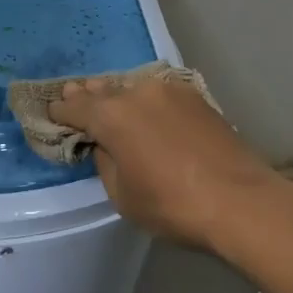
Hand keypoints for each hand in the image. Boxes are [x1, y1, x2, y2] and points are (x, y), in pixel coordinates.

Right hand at [47, 75, 292, 251]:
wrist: (241, 201)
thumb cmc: (173, 205)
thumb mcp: (123, 195)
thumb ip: (106, 162)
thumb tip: (106, 145)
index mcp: (111, 116)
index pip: (74, 107)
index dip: (59, 112)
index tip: (51, 115)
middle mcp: (136, 92)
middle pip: (102, 90)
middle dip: (86, 95)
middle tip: (72, 95)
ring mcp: (169, 90)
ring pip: (131, 87)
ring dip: (116, 94)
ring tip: (107, 99)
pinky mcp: (195, 97)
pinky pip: (157, 93)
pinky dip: (143, 99)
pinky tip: (144, 108)